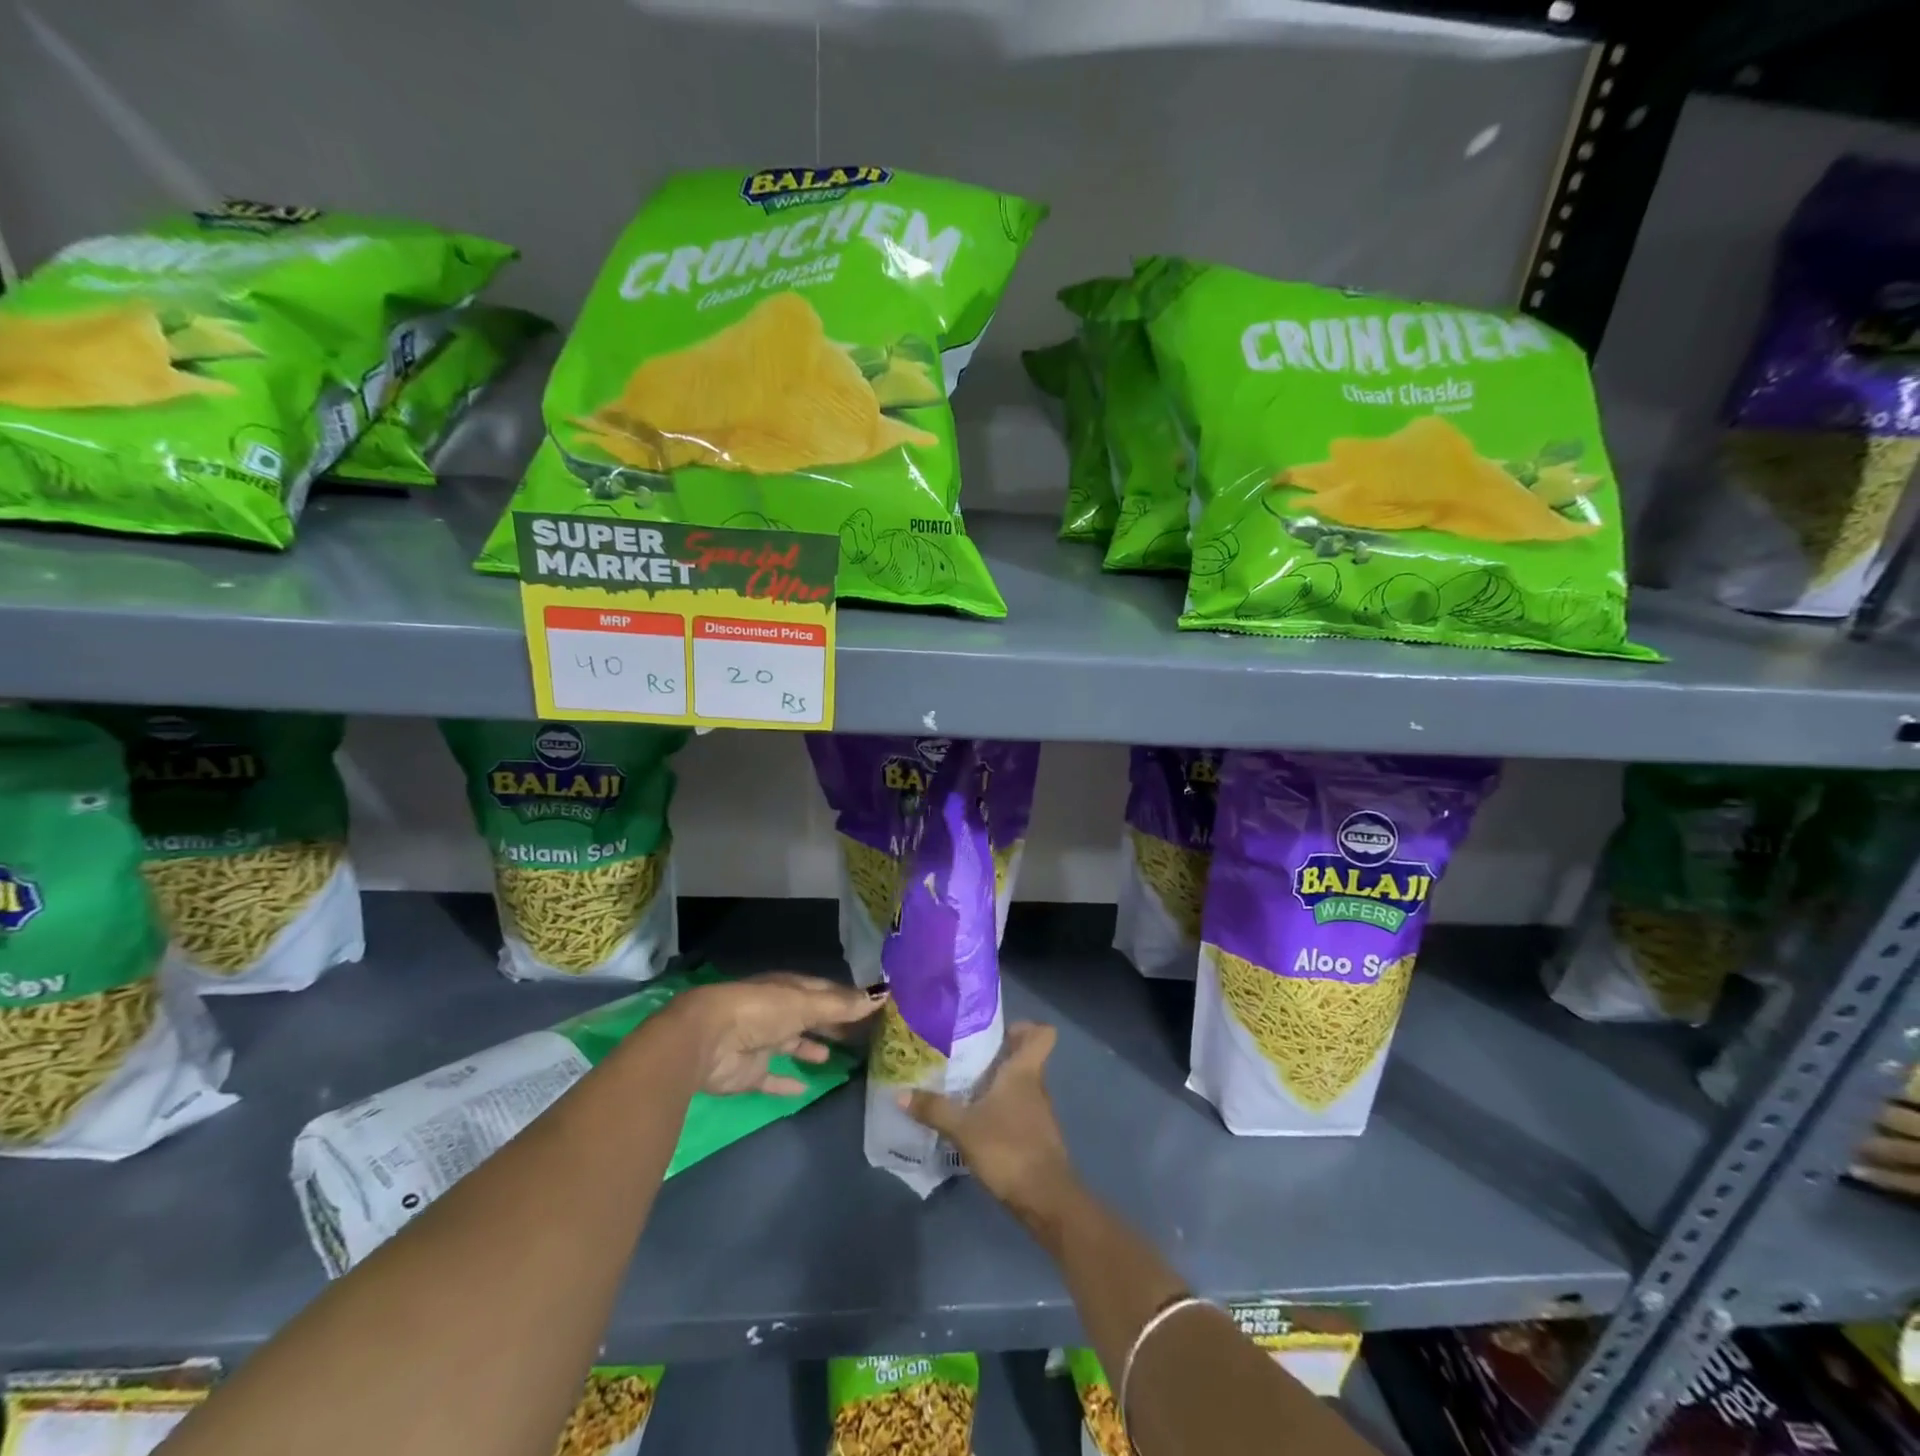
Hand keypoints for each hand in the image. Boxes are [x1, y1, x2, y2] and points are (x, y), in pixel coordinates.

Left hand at [675, 973, 882, 1095]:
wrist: (707, 1040)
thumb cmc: (761, 1012)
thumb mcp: (806, 1004)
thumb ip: (842, 1005)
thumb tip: (883, 994)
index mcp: (789, 989)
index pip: (825, 991)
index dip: (848, 999)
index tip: (875, 1008)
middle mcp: (777, 1012)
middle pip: (810, 1017)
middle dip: (832, 1024)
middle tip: (863, 1036)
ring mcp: (762, 1042)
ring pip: (792, 1044)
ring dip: (810, 1049)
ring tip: (834, 1058)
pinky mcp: (750, 1072)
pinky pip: (773, 1078)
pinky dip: (788, 1082)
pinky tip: (805, 1088)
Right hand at [900, 1021, 1077, 1225]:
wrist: (1046, 1199)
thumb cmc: (1008, 1148)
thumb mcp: (964, 1128)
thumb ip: (934, 1109)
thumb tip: (899, 1093)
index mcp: (1024, 1071)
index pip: (1042, 1034)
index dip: (1026, 1026)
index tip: (998, 1030)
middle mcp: (1035, 1086)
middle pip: (1025, 1058)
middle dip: (999, 1055)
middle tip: (965, 1056)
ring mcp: (1038, 1113)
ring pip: (1019, 1086)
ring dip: (996, 1085)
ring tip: (963, 1088)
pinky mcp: (1035, 1138)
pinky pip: (1017, 1110)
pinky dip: (999, 1111)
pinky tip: (975, 1122)